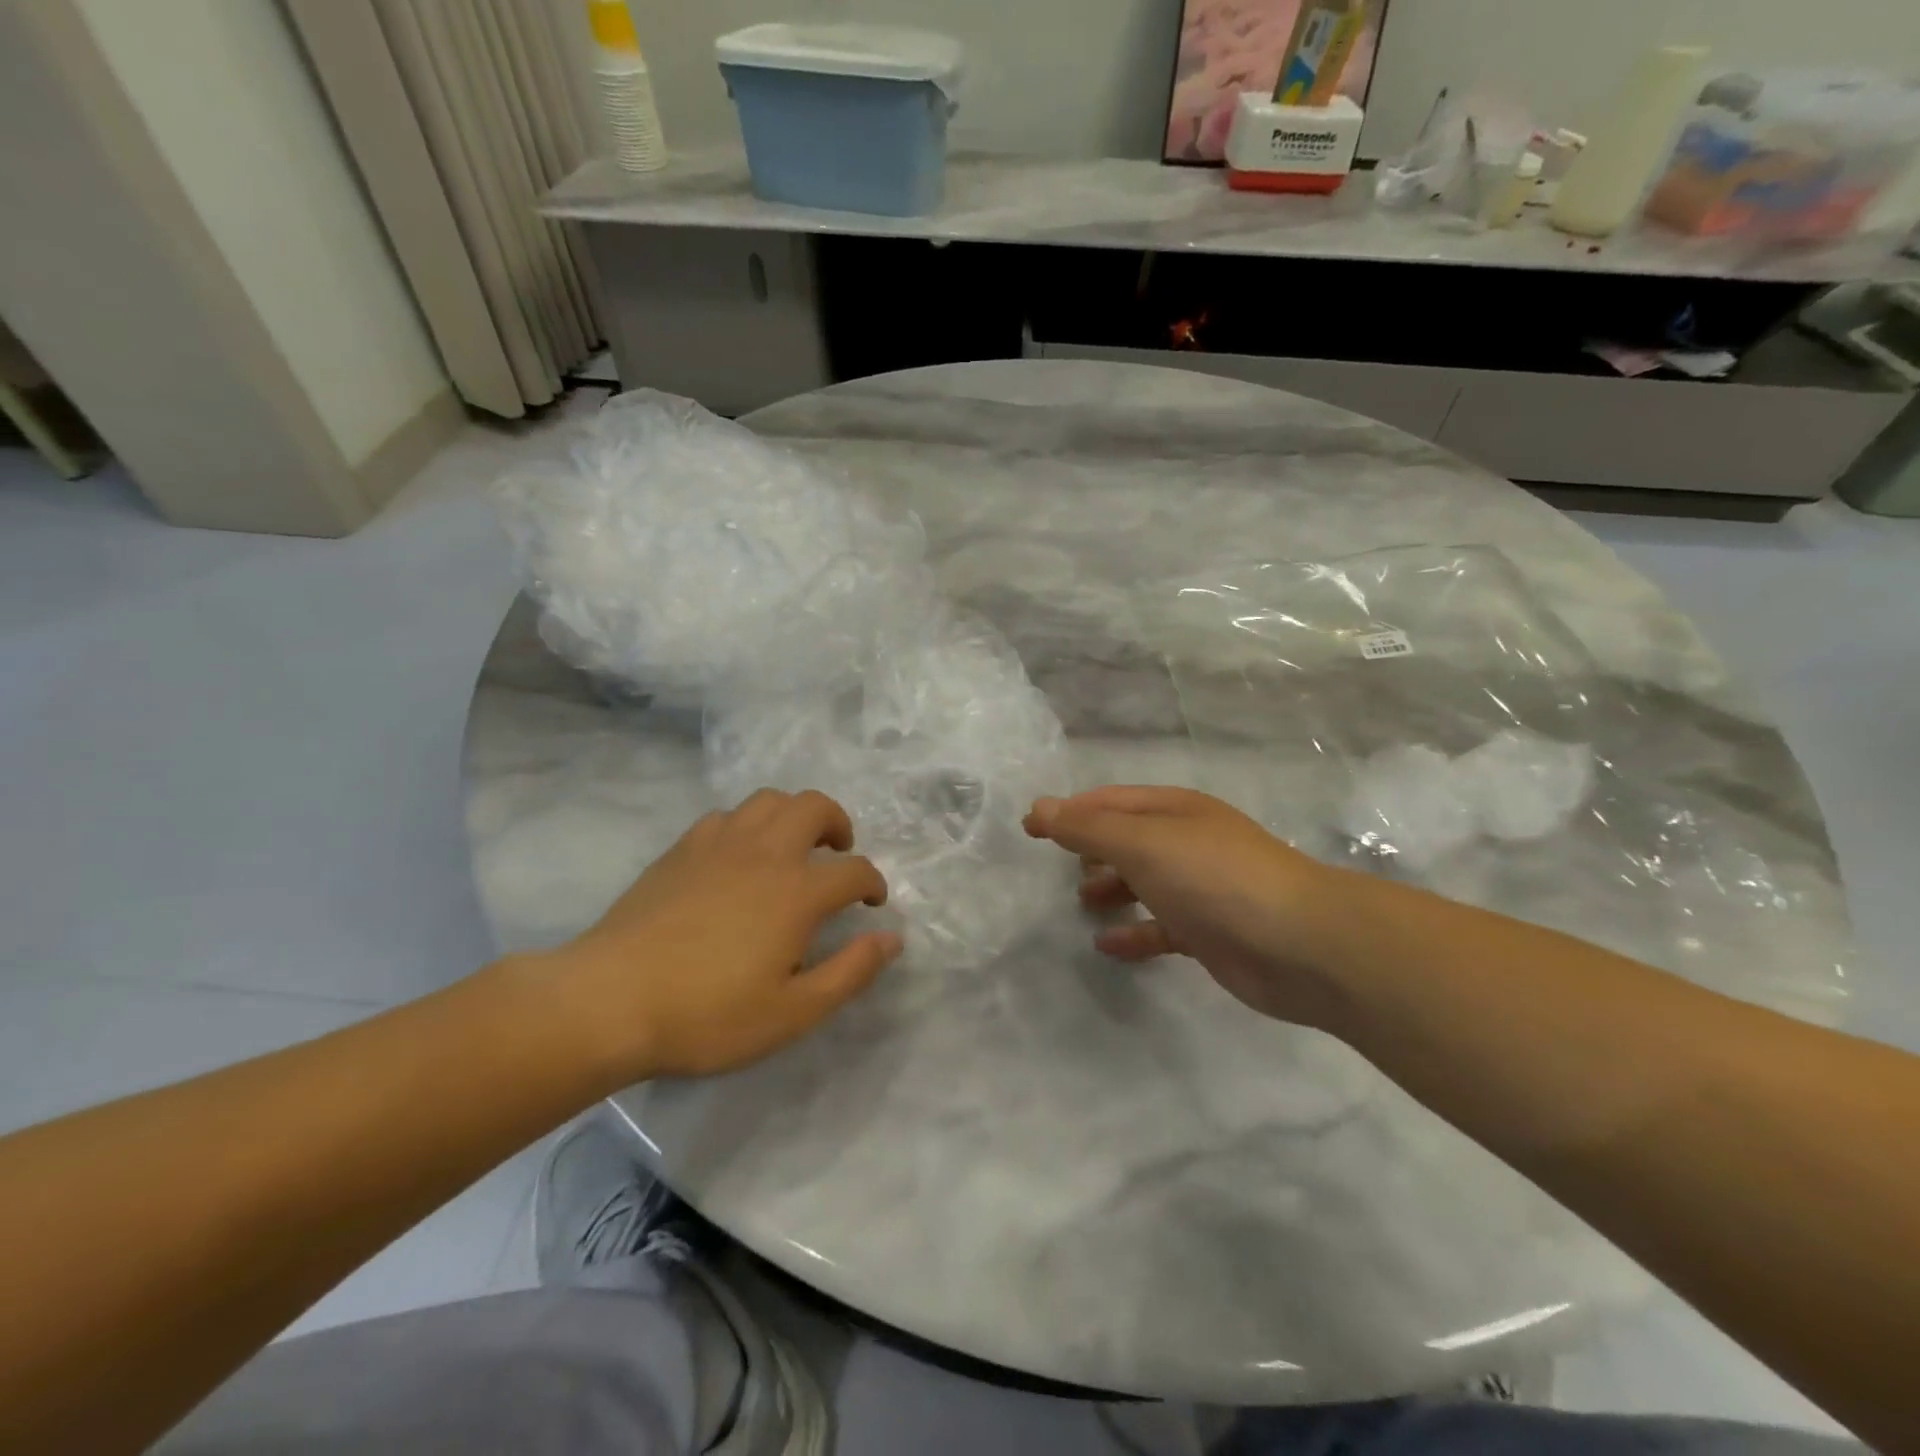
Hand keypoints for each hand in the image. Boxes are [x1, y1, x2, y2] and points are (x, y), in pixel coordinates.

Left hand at [553, 789, 899, 1079]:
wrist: (609, 1000)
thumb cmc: (708, 1014)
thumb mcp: (792, 1012)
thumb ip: (850, 972)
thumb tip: (892, 938)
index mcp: (798, 891)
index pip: (854, 871)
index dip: (872, 883)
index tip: (872, 903)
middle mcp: (765, 853)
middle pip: (814, 807)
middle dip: (837, 824)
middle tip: (837, 854)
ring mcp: (719, 844)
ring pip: (768, 801)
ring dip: (793, 815)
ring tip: (792, 847)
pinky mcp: (682, 849)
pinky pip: (725, 816)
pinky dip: (746, 826)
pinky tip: (738, 857)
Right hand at [1024, 787, 1346, 1030]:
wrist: (1301, 944)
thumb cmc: (1214, 878)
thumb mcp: (1142, 843)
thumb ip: (1088, 827)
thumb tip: (1039, 808)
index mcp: (1173, 810)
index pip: (1109, 802)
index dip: (1068, 811)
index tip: (1029, 828)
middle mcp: (1187, 842)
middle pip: (1128, 839)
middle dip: (1091, 848)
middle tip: (1055, 867)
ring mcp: (1200, 888)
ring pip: (1144, 881)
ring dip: (1112, 888)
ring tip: (1081, 902)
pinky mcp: (1210, 932)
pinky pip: (1161, 927)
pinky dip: (1134, 932)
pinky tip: (1107, 945)